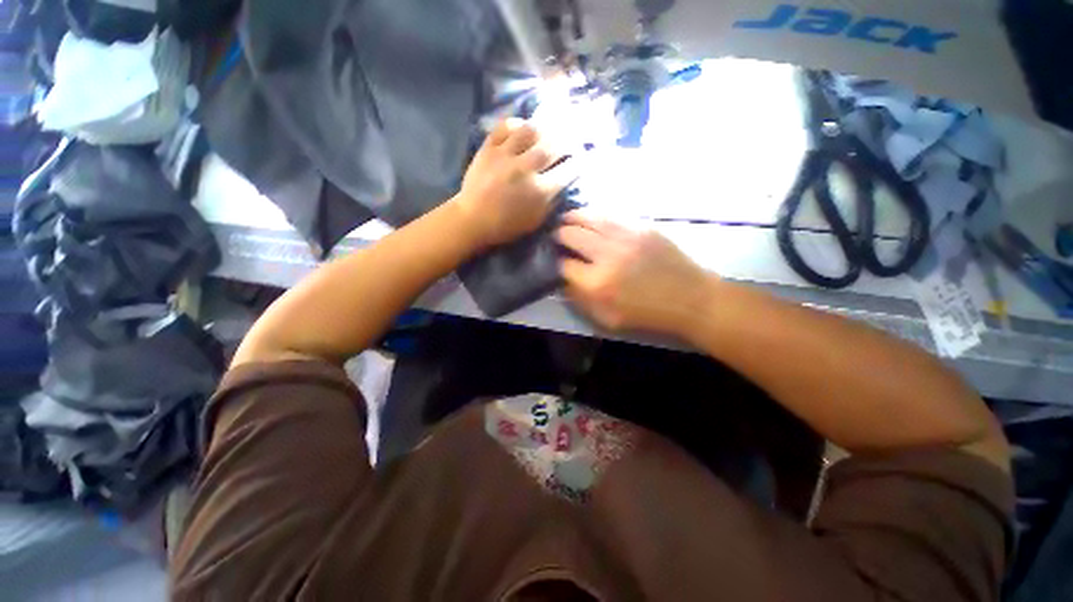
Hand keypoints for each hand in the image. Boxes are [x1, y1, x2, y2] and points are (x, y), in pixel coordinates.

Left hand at [453, 119, 574, 247]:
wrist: (473, 219)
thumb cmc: (506, 226)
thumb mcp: (535, 221)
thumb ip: (550, 203)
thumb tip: (561, 185)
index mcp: (539, 191)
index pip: (567, 171)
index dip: (577, 164)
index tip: (581, 160)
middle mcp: (525, 169)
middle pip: (552, 146)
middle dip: (566, 142)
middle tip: (569, 141)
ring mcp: (505, 155)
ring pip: (530, 131)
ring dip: (543, 130)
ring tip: (547, 131)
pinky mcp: (488, 148)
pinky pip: (505, 127)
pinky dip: (516, 124)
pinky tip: (522, 128)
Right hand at [557, 212, 712, 334]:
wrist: (689, 298)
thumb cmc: (647, 314)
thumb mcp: (608, 319)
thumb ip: (581, 301)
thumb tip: (565, 281)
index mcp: (597, 284)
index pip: (564, 265)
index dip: (556, 262)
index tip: (558, 261)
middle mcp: (607, 255)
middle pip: (571, 235)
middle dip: (560, 236)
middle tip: (558, 237)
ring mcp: (625, 236)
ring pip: (588, 218)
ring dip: (573, 218)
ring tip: (567, 219)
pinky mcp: (641, 226)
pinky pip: (610, 215)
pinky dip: (595, 215)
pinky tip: (591, 217)